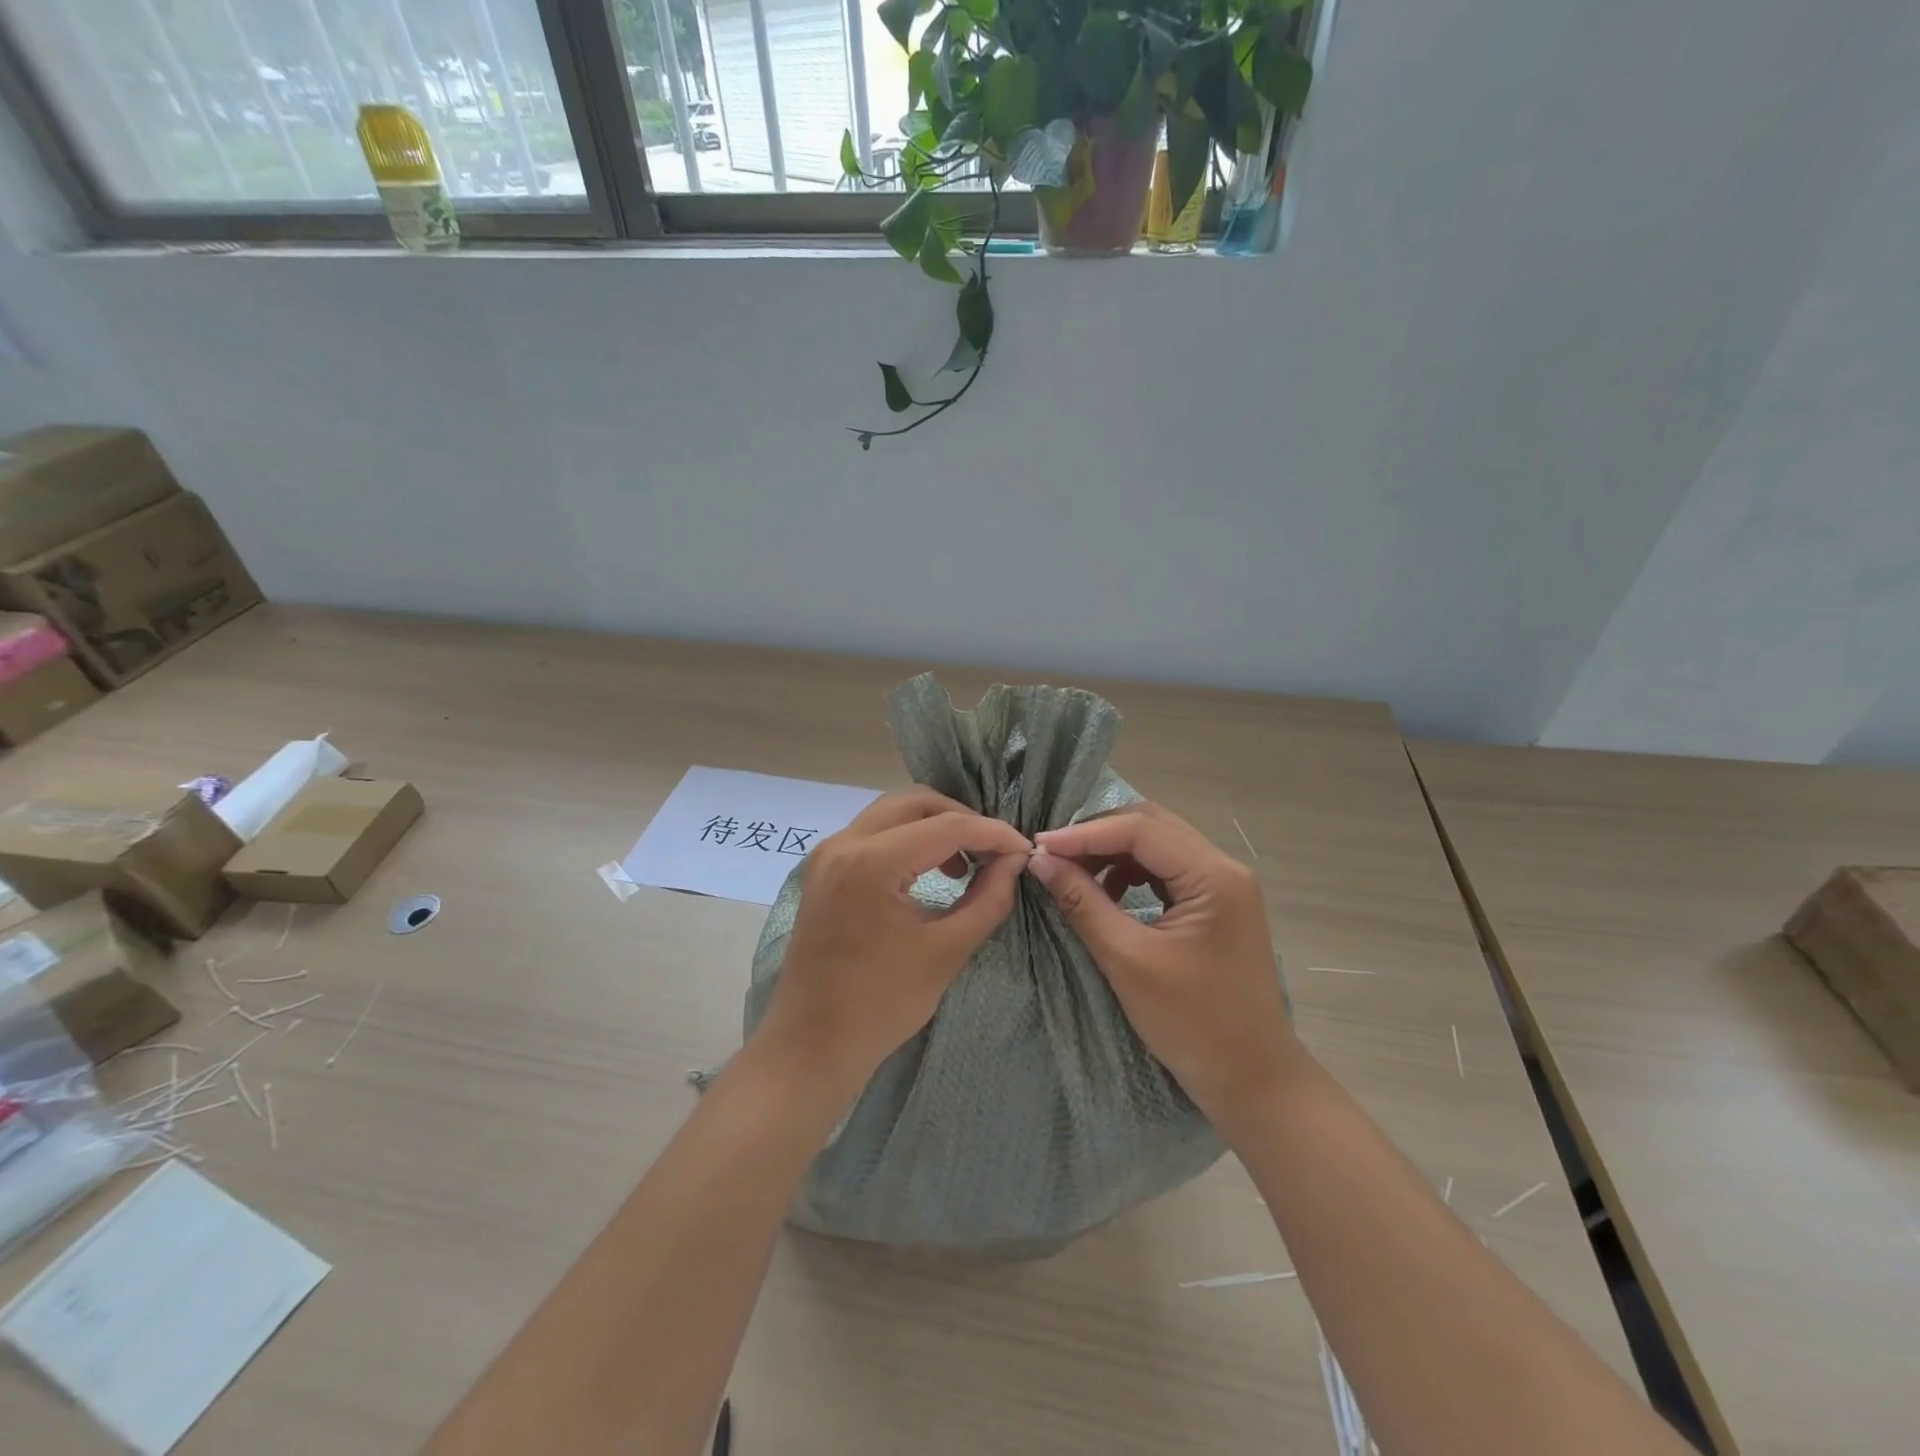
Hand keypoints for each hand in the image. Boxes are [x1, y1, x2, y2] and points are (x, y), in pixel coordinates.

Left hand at [754, 788, 1031, 1098]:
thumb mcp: (946, 952)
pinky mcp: (824, 869)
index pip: (947, 827)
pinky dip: (907, 839)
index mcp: (872, 862)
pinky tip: (930, 871)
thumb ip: (988, 899)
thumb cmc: (880, 1005)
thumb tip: (1014, 861)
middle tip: (993, 851)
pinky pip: (873, 833)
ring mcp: (828, 853)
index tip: (1023, 849)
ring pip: (892, 812)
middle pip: (915, 802)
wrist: (811, 1044)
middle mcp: (844, 843)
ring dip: (933, 826)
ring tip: (965, 865)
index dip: (992, 834)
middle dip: (961, 819)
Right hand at [1027, 803, 1295, 1123]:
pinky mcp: (1216, 904)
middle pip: (1151, 827)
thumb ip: (1083, 902)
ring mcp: (1224, 885)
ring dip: (1113, 852)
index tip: (1039, 846)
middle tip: (1052, 854)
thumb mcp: (1128, 960)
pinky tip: (1107, 893)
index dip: (1085, 833)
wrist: (1251, 1079)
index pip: (1141, 830)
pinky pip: (1166, 870)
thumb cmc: (1192, 1024)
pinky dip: (1130, 872)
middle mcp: (1224, 868)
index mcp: (1213, 877)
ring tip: (1073, 872)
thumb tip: (1041, 861)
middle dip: (1098, 835)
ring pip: (1158, 845)